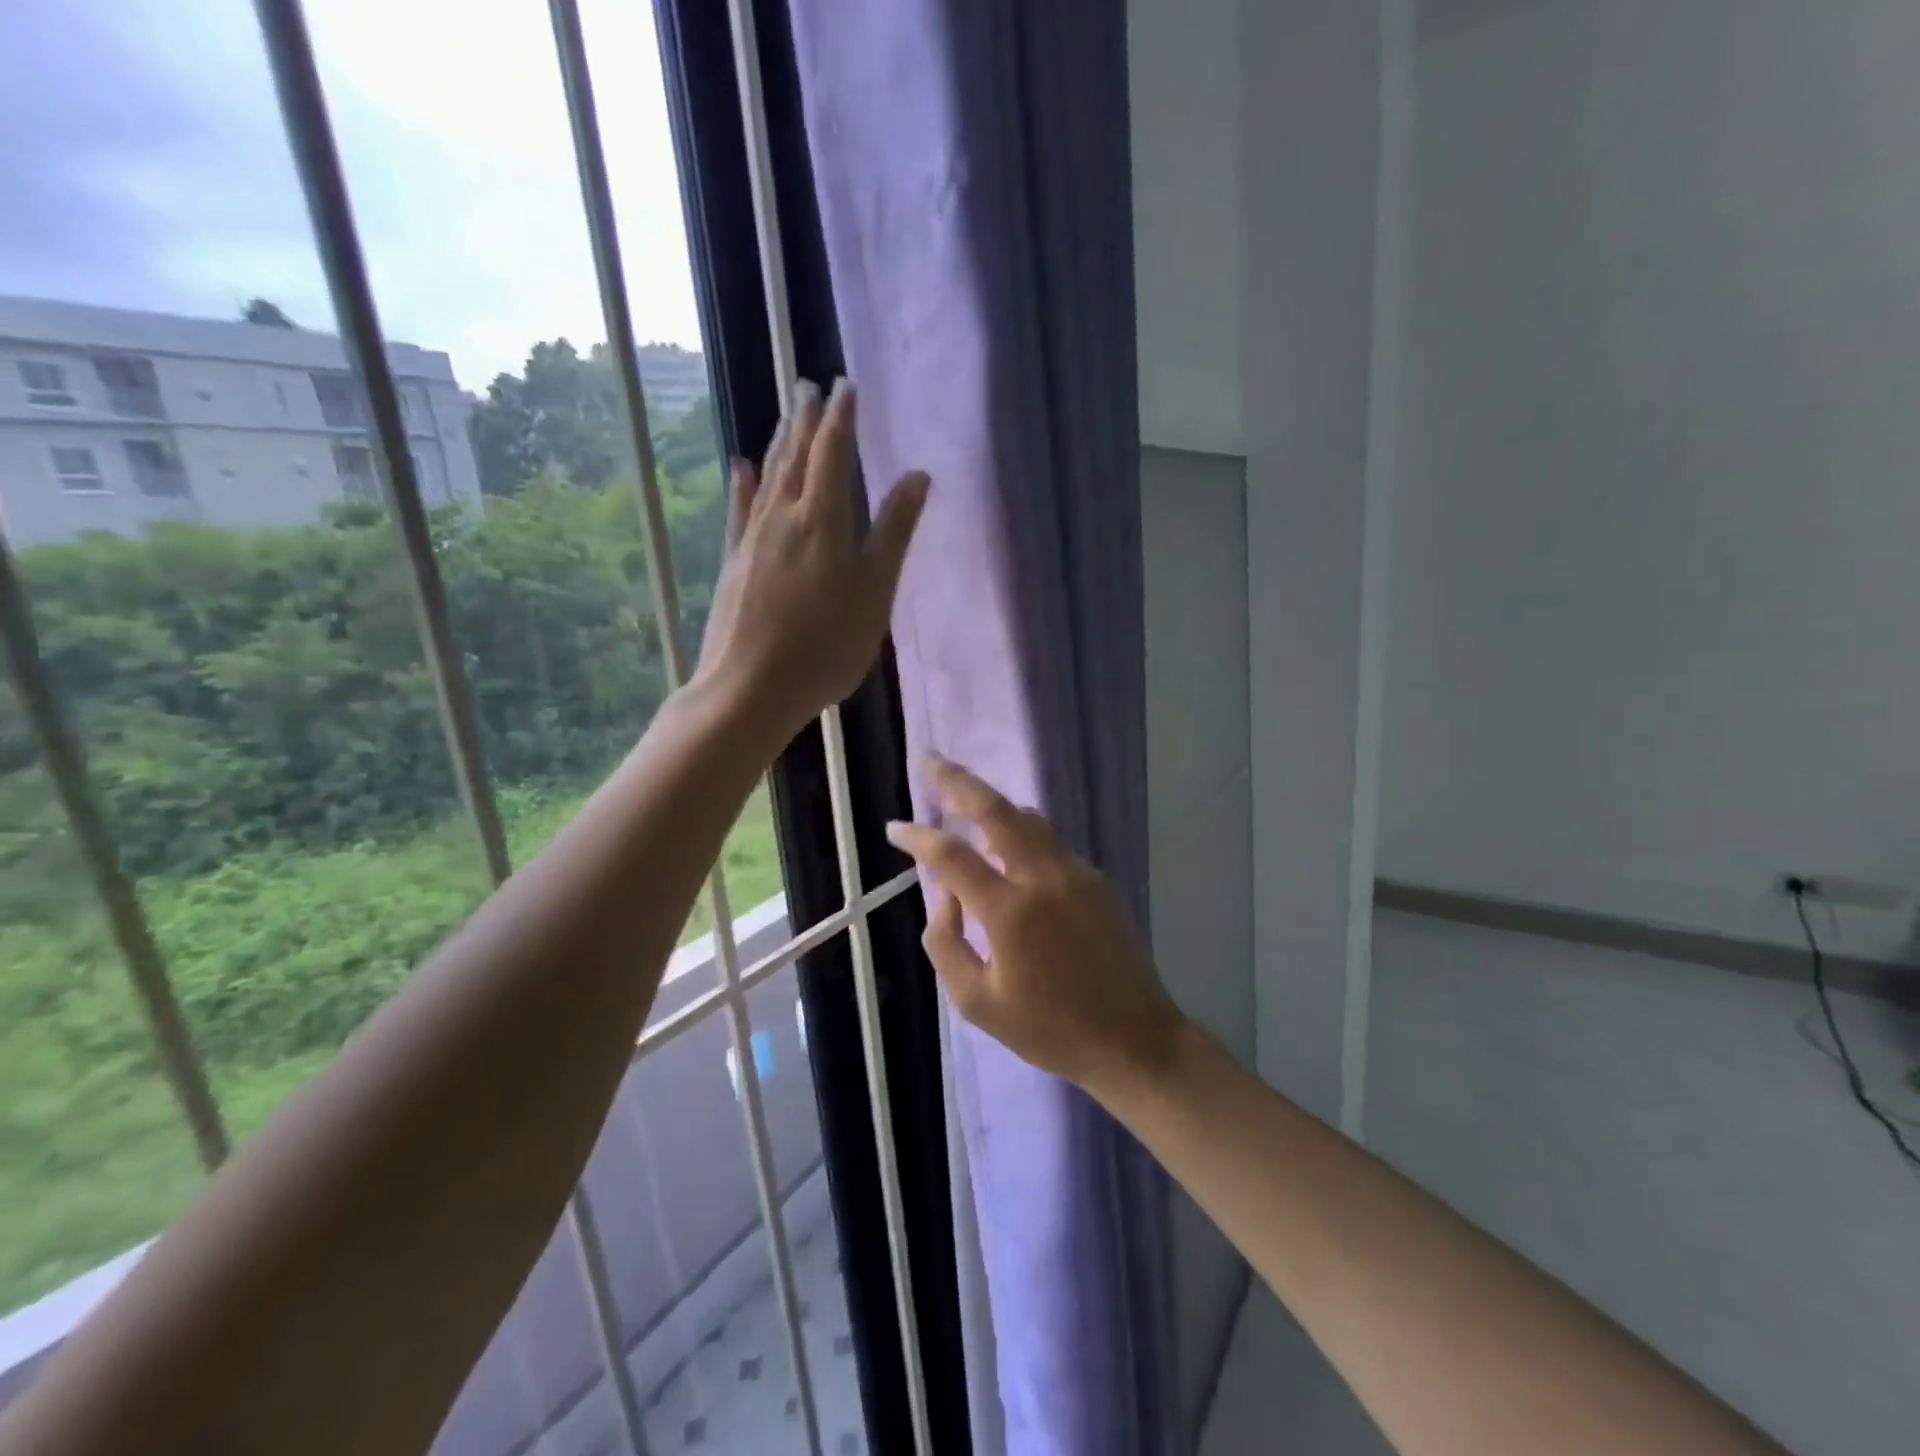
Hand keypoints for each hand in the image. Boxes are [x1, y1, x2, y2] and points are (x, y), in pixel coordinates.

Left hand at [695, 378, 929, 738]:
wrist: (752, 687)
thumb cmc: (827, 645)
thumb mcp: (874, 592)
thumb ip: (894, 532)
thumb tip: (917, 476)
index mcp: (824, 520)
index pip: (833, 453)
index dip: (841, 418)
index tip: (846, 385)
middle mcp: (784, 517)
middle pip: (797, 456)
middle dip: (806, 419)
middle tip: (809, 384)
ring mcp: (754, 538)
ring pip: (769, 477)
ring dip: (780, 443)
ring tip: (787, 415)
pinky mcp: (734, 562)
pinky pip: (740, 510)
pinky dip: (744, 484)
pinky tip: (742, 466)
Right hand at [885, 755, 1185, 1097]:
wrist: (1133, 1039)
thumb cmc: (1049, 1030)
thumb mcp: (976, 1002)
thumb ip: (946, 941)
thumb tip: (944, 894)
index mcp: (1010, 912)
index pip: (951, 857)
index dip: (917, 837)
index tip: (895, 829)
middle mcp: (1043, 878)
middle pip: (995, 811)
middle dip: (957, 781)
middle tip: (930, 760)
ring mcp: (1076, 873)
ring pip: (1027, 819)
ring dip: (992, 802)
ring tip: (963, 795)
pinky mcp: (1096, 879)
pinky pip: (1049, 841)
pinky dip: (1019, 830)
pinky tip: (1006, 842)